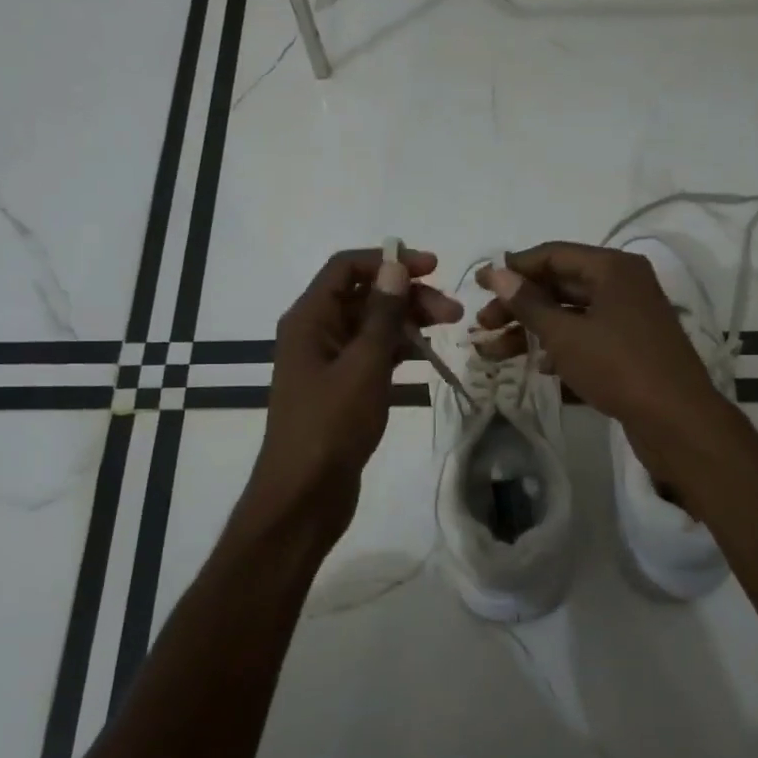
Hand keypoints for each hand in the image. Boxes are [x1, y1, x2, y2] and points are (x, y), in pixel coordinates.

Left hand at [249, 247, 462, 528]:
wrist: (304, 495)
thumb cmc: (331, 425)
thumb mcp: (363, 365)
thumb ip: (382, 314)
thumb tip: (395, 266)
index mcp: (309, 319)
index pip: (346, 267)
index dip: (389, 261)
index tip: (433, 268)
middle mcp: (315, 333)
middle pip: (364, 296)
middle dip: (407, 296)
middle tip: (452, 312)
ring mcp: (328, 362)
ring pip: (372, 326)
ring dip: (407, 322)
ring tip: (449, 328)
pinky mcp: (342, 388)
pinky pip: (372, 355)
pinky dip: (398, 350)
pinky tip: (426, 355)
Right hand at [475, 242, 730, 469]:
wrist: (677, 421)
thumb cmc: (618, 367)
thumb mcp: (565, 334)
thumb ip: (528, 303)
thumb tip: (497, 273)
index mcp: (612, 268)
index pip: (553, 255)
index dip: (514, 268)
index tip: (479, 284)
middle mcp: (623, 285)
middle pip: (559, 286)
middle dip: (518, 306)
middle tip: (483, 325)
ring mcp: (629, 318)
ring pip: (570, 316)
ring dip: (532, 332)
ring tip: (494, 354)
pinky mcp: (630, 348)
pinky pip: (587, 339)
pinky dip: (560, 349)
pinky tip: (536, 369)